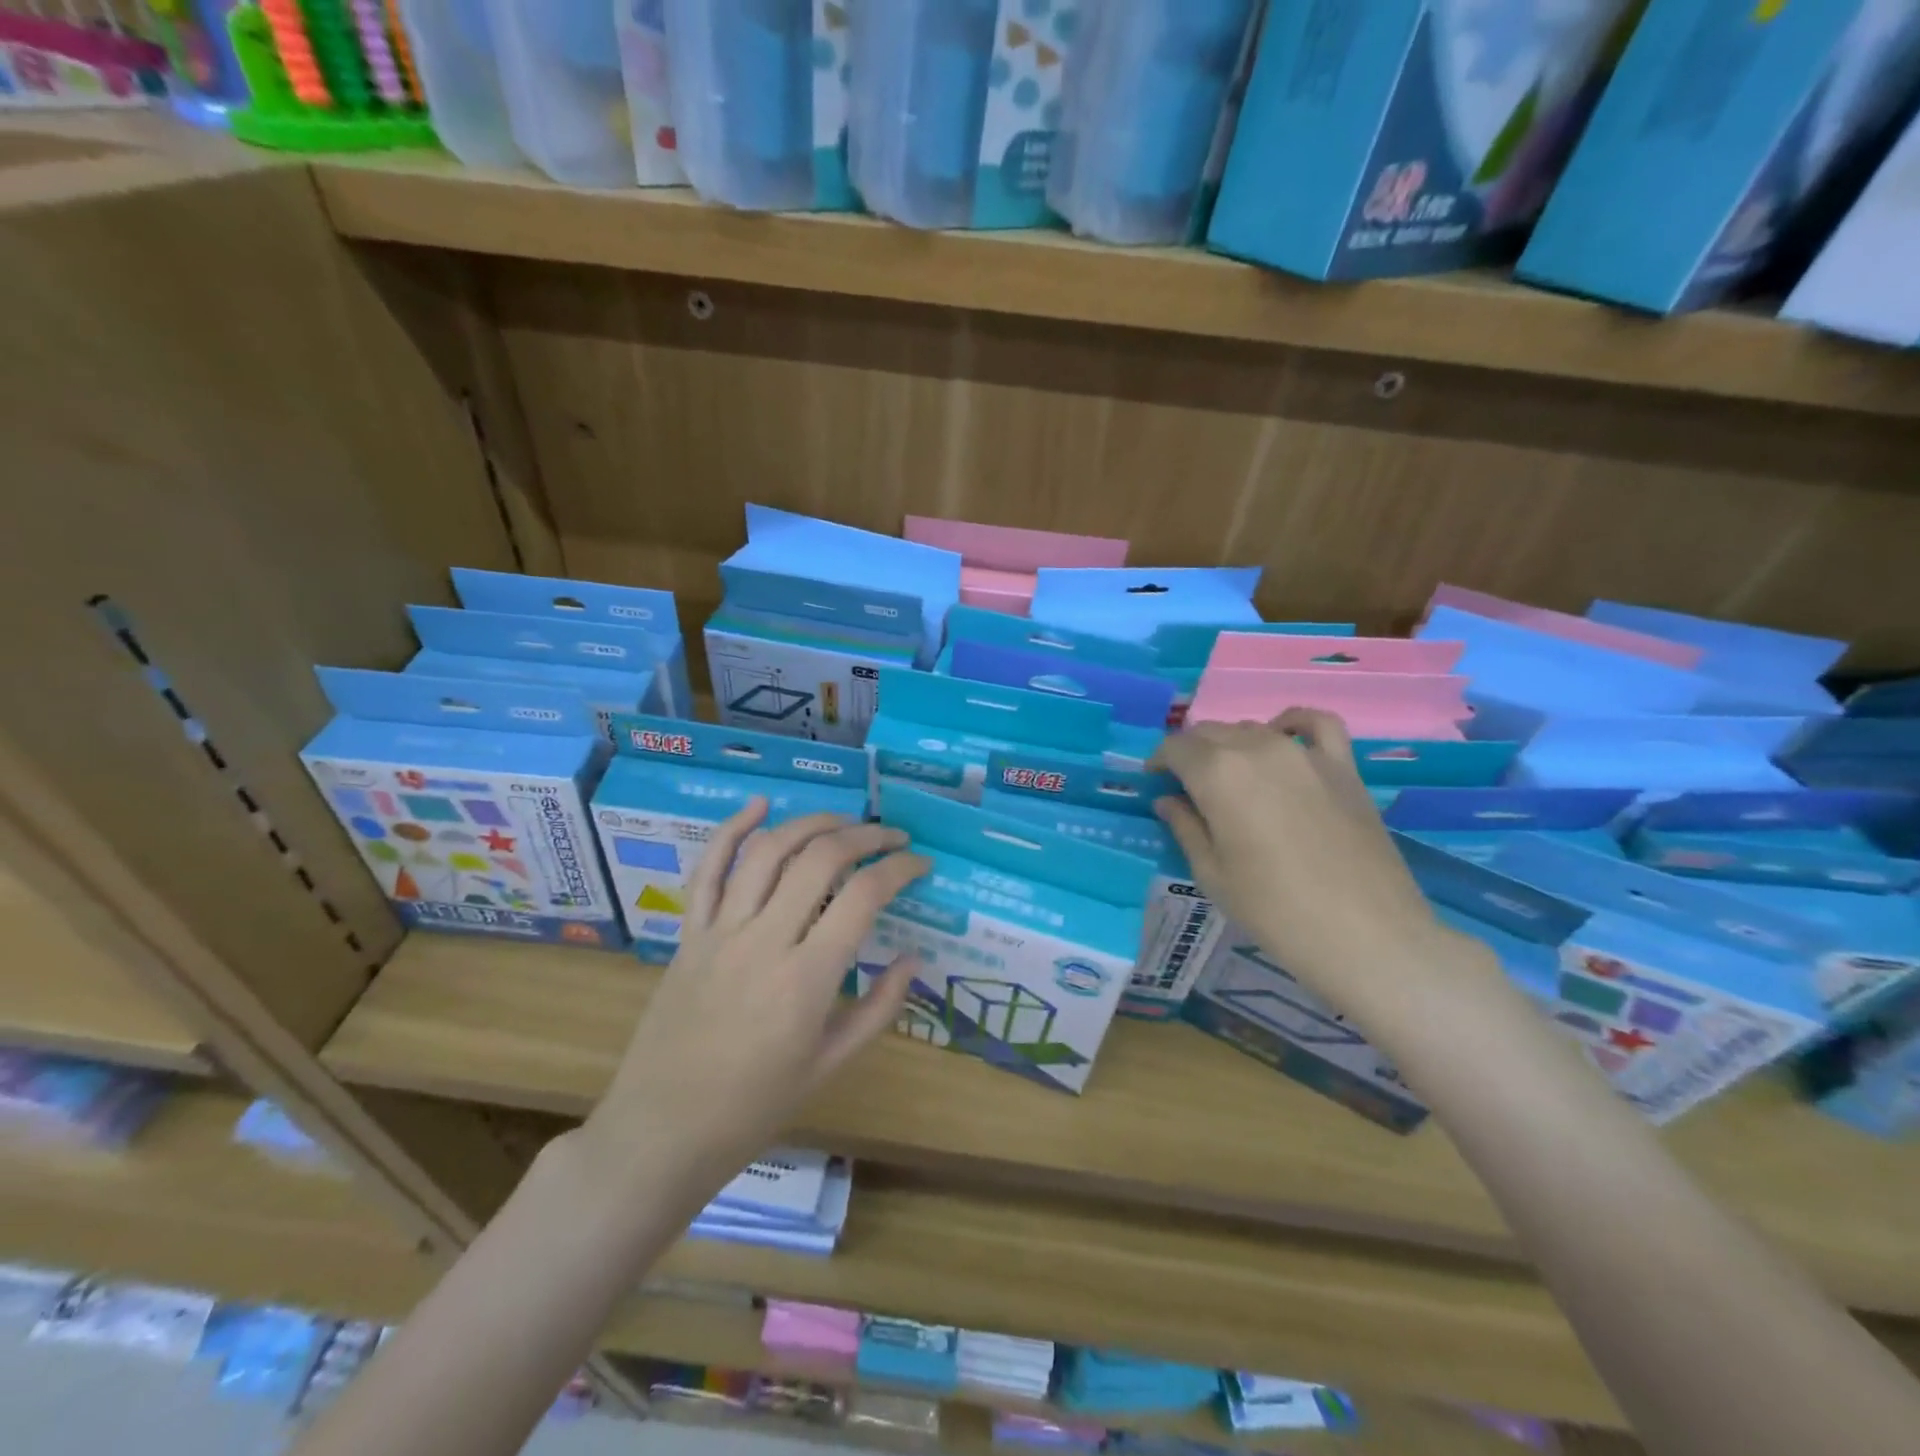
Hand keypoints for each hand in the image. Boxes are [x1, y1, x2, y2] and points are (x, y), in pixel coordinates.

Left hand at [584, 799, 928, 1201]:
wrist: (663, 1131)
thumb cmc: (755, 1107)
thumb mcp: (831, 1065)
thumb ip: (879, 1008)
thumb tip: (913, 957)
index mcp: (807, 979)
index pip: (864, 897)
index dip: (900, 870)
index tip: (920, 866)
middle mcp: (765, 941)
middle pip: (821, 859)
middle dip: (866, 836)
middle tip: (892, 838)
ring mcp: (721, 932)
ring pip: (769, 852)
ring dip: (812, 824)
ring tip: (844, 822)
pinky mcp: (689, 933)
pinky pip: (709, 869)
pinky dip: (733, 830)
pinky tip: (760, 806)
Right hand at [1152, 711, 1485, 1020]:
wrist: (1368, 936)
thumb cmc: (1275, 911)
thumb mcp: (1213, 874)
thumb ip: (1186, 827)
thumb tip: (1168, 800)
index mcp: (1217, 773)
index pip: (1175, 748)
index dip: (1159, 762)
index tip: (1154, 782)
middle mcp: (1258, 748)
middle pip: (1212, 733)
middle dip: (1191, 754)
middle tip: (1186, 787)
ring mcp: (1305, 753)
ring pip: (1253, 729)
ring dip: (1232, 745)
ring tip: (1230, 777)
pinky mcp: (1343, 766)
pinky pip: (1316, 724)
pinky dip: (1293, 723)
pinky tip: (1282, 735)